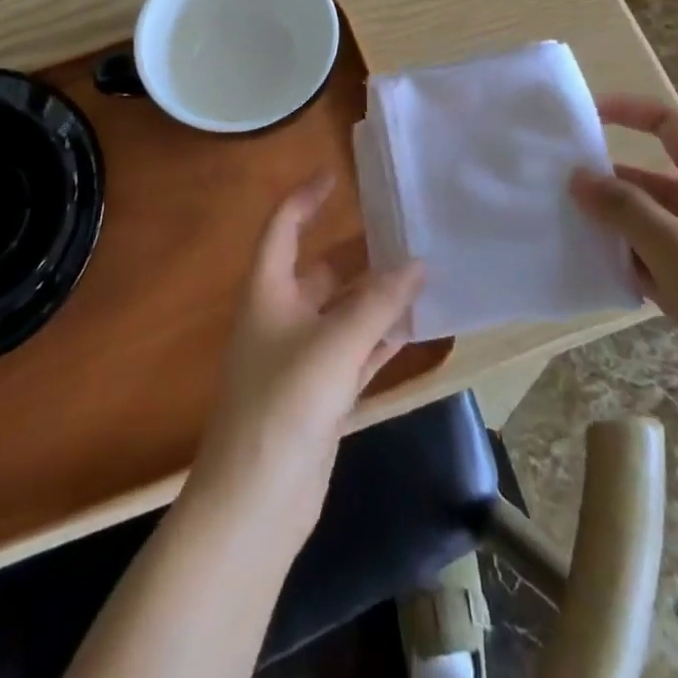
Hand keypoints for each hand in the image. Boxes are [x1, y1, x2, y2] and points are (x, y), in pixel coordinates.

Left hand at [186, 172, 423, 547]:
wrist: (256, 501)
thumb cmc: (284, 404)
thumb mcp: (334, 345)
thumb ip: (378, 304)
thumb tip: (418, 264)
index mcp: (269, 290)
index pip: (283, 227)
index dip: (306, 198)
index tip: (336, 175)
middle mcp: (282, 315)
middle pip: (322, 270)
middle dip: (361, 254)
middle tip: (405, 233)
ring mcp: (301, 357)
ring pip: (343, 312)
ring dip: (377, 298)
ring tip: (422, 275)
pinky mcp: (320, 394)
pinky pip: (355, 351)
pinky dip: (380, 337)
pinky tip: (415, 326)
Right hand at [572, 94, 677, 461]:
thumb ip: (626, 210)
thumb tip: (577, 176)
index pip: (672, 128)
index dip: (631, 112)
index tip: (584, 116)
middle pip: (650, 179)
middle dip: (605, 178)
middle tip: (549, 182)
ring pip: (644, 223)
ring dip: (607, 223)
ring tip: (556, 222)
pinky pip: (648, 261)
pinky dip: (621, 260)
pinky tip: (586, 267)